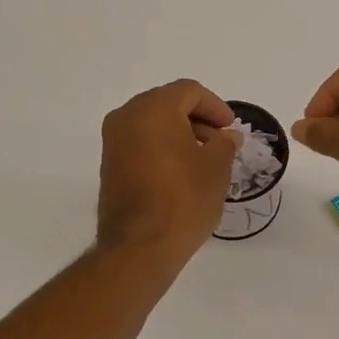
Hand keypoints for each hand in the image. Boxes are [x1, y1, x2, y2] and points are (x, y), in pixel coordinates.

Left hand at [97, 80, 237, 269]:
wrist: (139, 246)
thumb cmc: (183, 199)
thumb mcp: (216, 168)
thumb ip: (224, 144)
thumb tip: (227, 136)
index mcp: (153, 108)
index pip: (189, 91)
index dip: (215, 107)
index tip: (230, 129)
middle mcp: (127, 116)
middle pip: (167, 103)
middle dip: (196, 119)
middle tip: (219, 142)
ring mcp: (113, 141)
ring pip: (151, 123)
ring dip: (179, 133)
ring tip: (203, 160)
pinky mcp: (109, 164)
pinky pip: (139, 142)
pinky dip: (161, 147)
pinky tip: (180, 171)